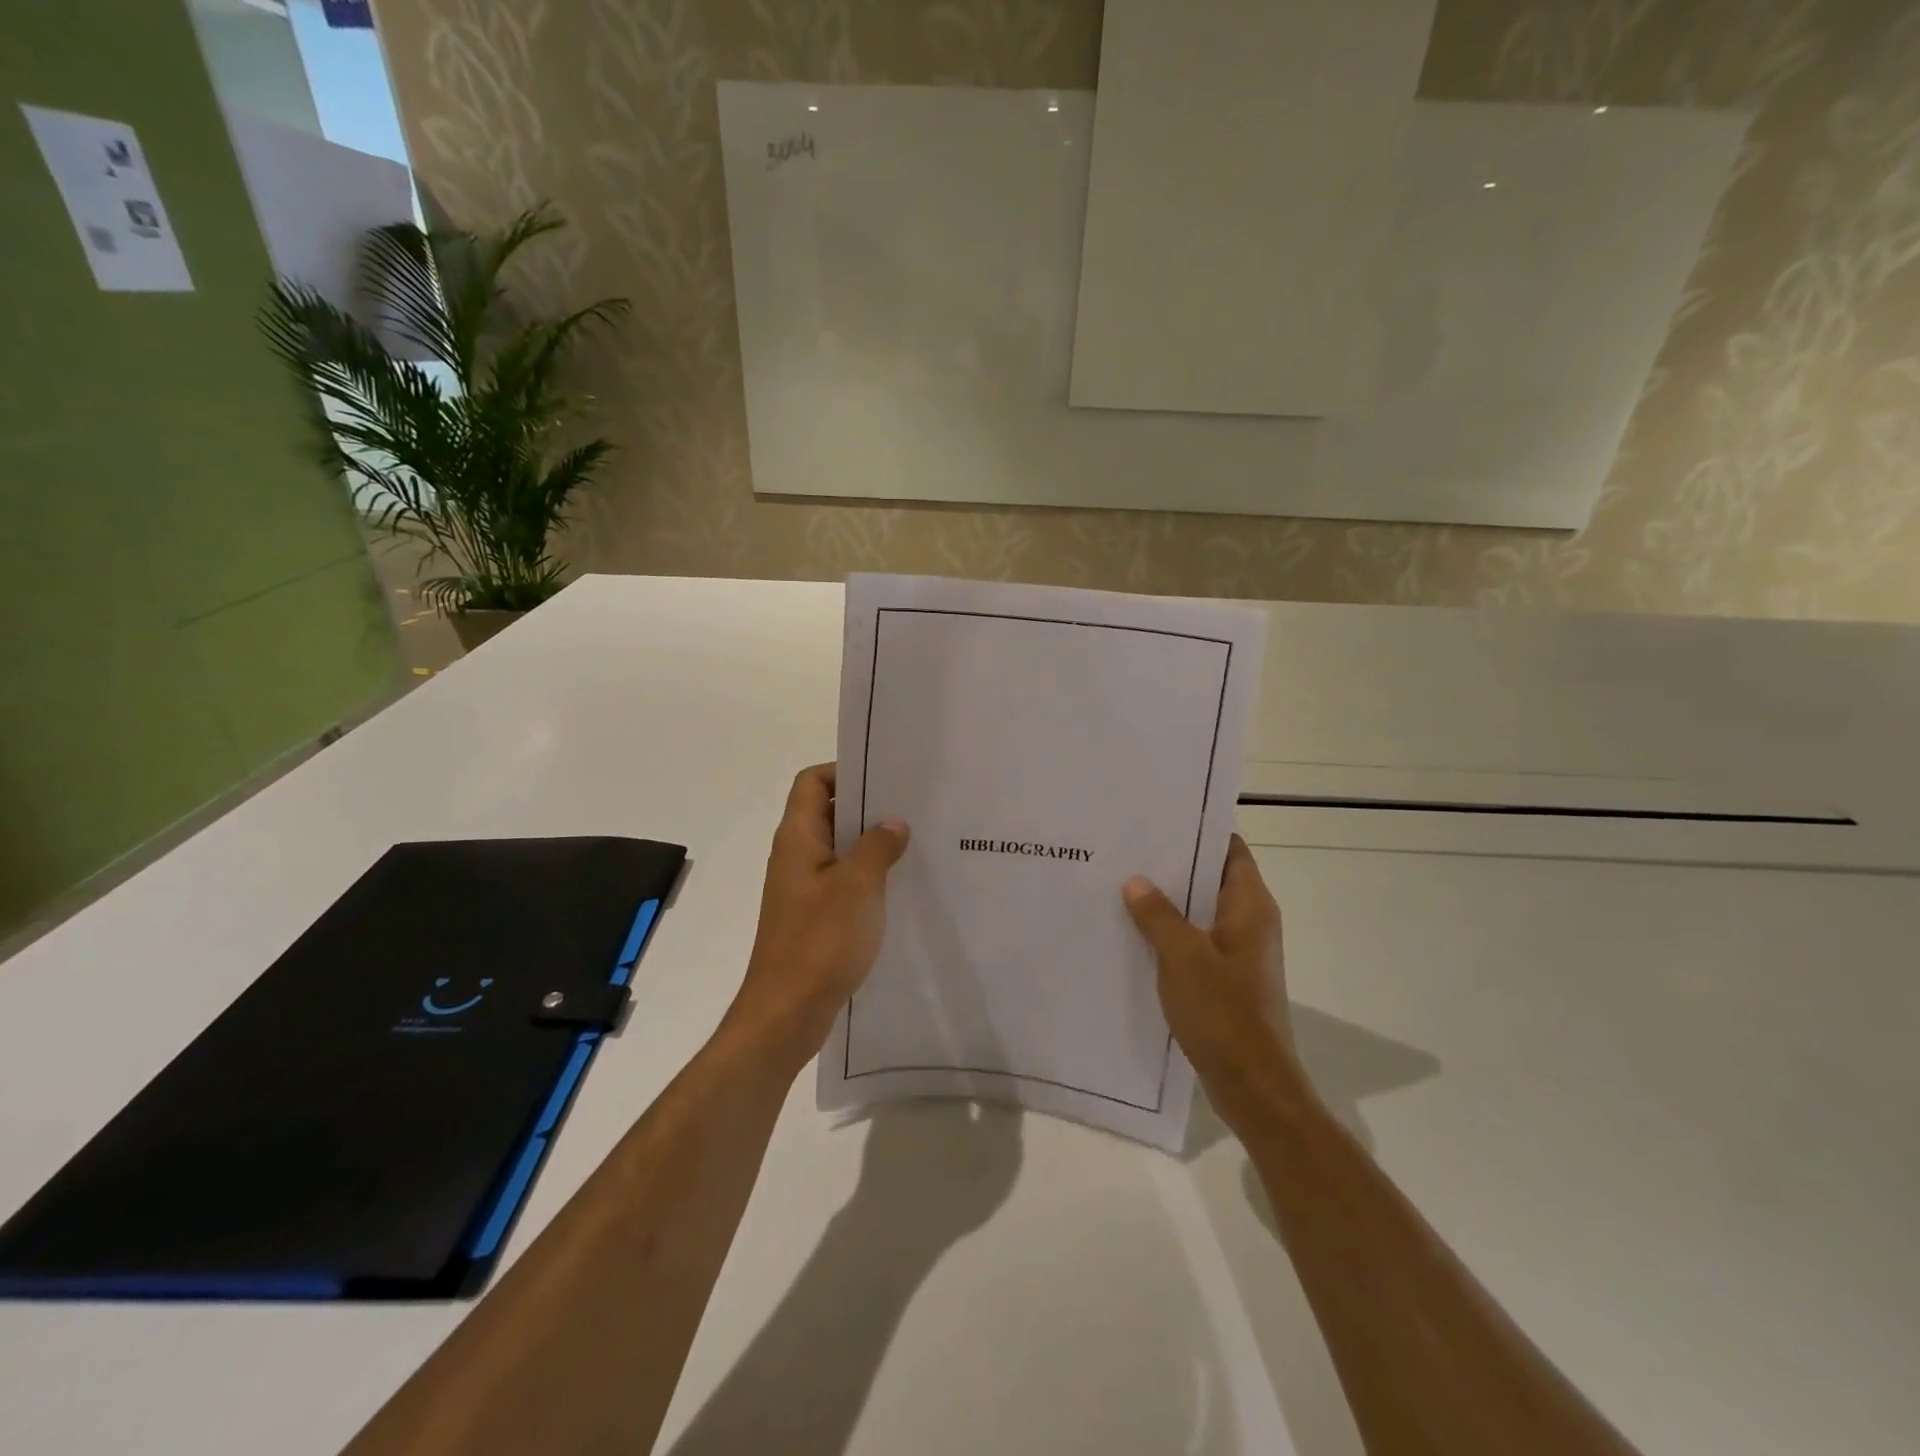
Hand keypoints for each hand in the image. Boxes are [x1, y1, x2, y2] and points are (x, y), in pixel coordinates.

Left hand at [727, 764, 909, 1070]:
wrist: (787, 1013)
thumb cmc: (820, 941)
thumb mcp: (858, 886)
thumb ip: (877, 846)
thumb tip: (893, 823)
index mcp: (798, 838)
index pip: (812, 782)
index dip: (844, 770)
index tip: (886, 777)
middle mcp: (796, 856)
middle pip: (828, 812)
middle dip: (867, 806)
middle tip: (913, 806)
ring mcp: (803, 888)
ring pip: (838, 849)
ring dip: (871, 844)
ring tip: (915, 842)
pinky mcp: (813, 916)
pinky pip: (842, 881)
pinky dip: (867, 876)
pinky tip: (900, 885)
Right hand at [1122, 835, 1309, 1131]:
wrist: (1252, 1085)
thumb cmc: (1223, 1013)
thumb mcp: (1183, 957)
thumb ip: (1158, 915)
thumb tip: (1135, 880)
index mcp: (1250, 907)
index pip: (1229, 849)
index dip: (1199, 830)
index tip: (1160, 817)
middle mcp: (1249, 922)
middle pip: (1211, 878)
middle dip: (1173, 864)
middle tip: (1128, 848)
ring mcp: (1238, 952)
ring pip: (1200, 911)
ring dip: (1168, 901)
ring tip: (1122, 884)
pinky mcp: (1225, 978)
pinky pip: (1195, 941)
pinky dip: (1169, 932)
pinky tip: (1133, 932)